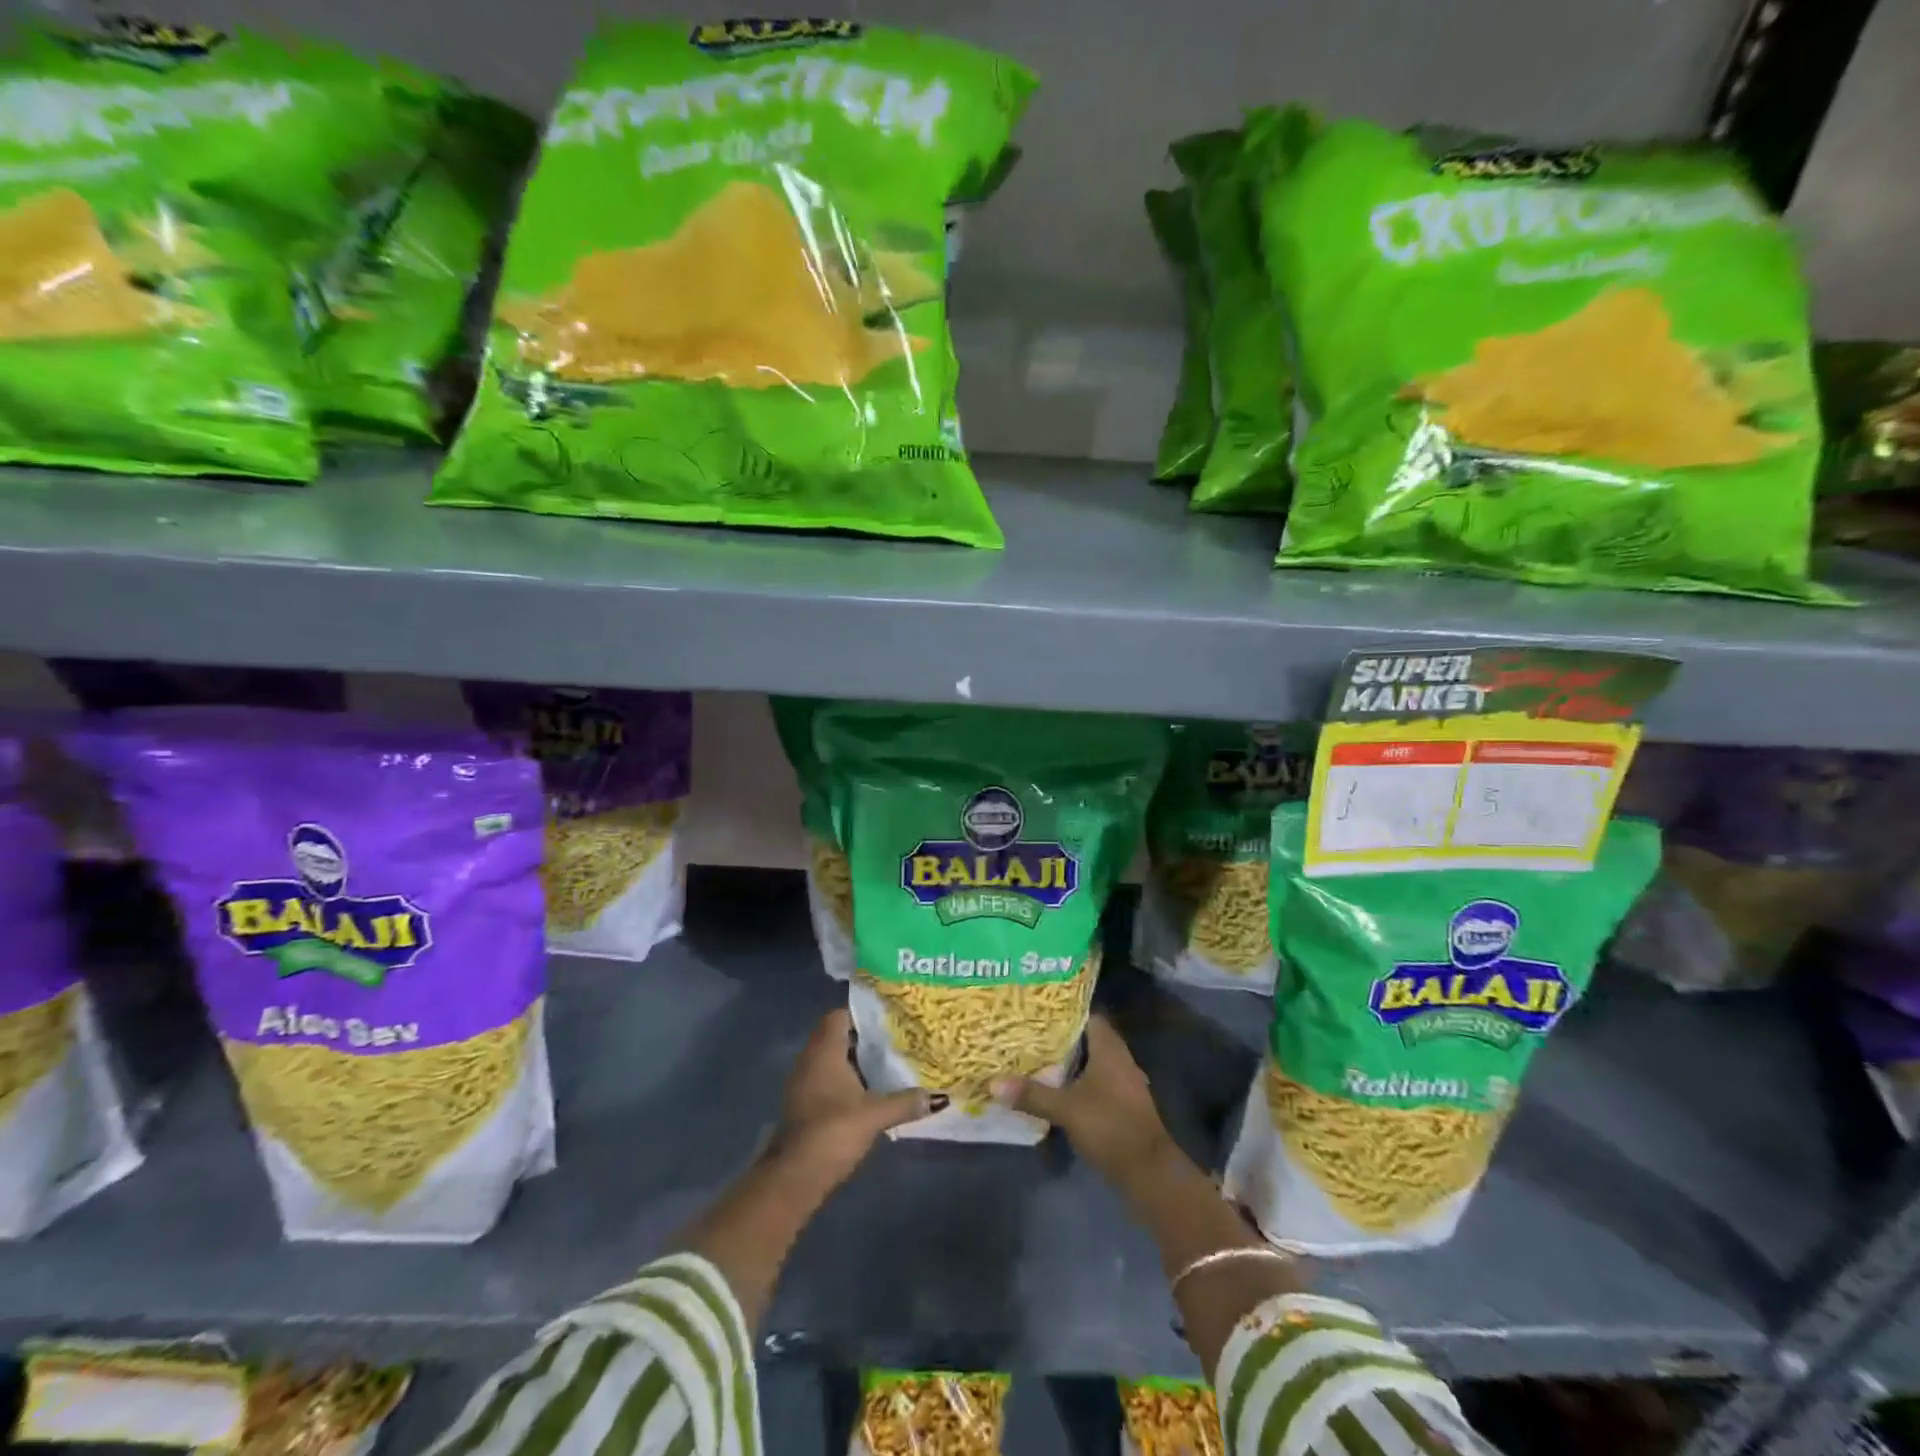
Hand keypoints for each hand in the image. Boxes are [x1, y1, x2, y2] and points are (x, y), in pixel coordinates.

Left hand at [772, 1009, 934, 1183]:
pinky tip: (867, 1093)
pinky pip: (826, 1079)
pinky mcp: (803, 1104)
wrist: (795, 1176)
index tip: (887, 1019)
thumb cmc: (833, 1131)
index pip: (839, 1016)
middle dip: (863, 1039)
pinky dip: (845, 1081)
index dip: (862, 1014)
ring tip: (886, 1065)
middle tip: (894, 1041)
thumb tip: (938, 1097)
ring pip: (831, 1060)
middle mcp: (810, 1059)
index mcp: (824, 1050)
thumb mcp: (875, 1115)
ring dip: (854, 1061)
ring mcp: (803, 1082)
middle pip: (836, 1036)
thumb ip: (905, 1102)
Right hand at [992, 1016, 1177, 1186]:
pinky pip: (1098, 1081)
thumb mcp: (1066, 1109)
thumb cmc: (1109, 1126)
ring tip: (1039, 1057)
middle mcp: (1120, 1059)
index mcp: (1110, 1049)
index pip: (1089, 1016)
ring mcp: (1125, 1082)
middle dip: (1063, 1036)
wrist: (1148, 1171)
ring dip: (1071, 1060)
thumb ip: (1032, 1094)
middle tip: (1031, 1033)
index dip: (1066, 1011)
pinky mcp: (1123, 1104)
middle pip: (1089, 1038)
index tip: (1039, 1011)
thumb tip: (993, 1083)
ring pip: (1094, 1061)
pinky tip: (1059, 1088)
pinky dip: (1080, 1081)